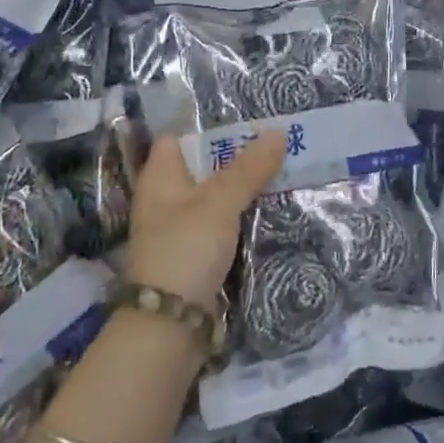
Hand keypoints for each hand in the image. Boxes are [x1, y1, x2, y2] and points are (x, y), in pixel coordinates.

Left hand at [123, 133, 284, 306]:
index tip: (248, 116)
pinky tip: (271, 206)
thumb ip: (249, 168)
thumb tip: (278, 132)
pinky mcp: (196, 253)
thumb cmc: (186, 249)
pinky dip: (242, 214)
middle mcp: (166, 198)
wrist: (171, 326)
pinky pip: (223, 222)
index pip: (180, 136)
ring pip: (216, 195)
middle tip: (277, 140)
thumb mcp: (220, 202)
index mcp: (160, 177)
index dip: (210, 124)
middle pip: (203, 165)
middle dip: (237, 154)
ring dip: (244, 186)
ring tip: (283, 167)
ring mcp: (181, 227)